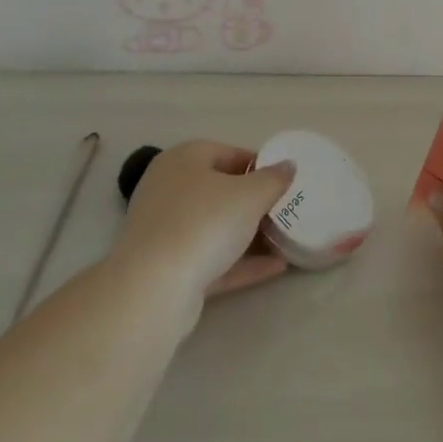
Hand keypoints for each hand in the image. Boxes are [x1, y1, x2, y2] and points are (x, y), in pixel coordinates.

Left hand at [112, 141, 295, 317]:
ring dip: (249, 235)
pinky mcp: (168, 269)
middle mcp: (169, 189)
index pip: (227, 152)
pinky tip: (276, 268)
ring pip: (215, 227)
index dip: (259, 165)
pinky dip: (240, 262)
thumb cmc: (204, 222)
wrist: (154, 289)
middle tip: (286, 210)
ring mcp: (166, 231)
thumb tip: (288, 166)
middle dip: (254, 202)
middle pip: (220, 191)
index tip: (284, 181)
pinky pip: (211, 259)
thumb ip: (274, 179)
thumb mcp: (251, 194)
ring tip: (285, 240)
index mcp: (183, 160)